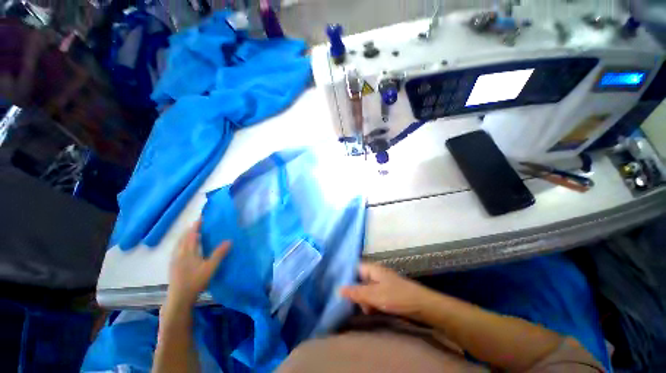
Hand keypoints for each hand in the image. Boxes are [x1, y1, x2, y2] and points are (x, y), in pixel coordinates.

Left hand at [168, 220, 230, 304]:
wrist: (179, 298)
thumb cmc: (195, 281)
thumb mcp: (210, 267)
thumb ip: (219, 254)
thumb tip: (229, 241)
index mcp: (187, 252)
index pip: (191, 235)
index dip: (196, 226)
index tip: (201, 218)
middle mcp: (179, 254)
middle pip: (183, 238)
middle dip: (190, 230)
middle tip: (198, 224)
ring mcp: (174, 260)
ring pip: (178, 244)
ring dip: (185, 237)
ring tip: (192, 234)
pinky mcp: (173, 266)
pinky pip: (177, 249)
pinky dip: (182, 244)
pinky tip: (185, 248)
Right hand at [340, 263, 437, 319]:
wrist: (422, 306)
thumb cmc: (396, 296)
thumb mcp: (373, 295)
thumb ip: (356, 292)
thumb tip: (338, 289)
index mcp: (372, 269)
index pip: (354, 268)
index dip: (346, 276)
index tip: (338, 287)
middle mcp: (376, 273)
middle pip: (359, 279)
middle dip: (355, 291)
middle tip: (354, 303)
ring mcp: (381, 282)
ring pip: (366, 289)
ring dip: (363, 299)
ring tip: (366, 309)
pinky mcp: (386, 292)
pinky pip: (373, 295)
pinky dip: (371, 302)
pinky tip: (371, 310)